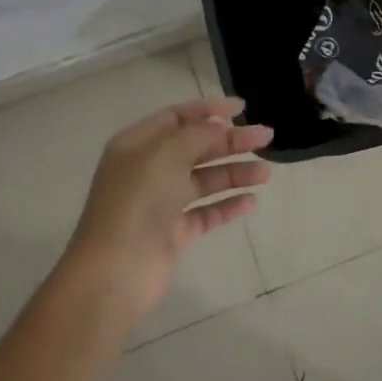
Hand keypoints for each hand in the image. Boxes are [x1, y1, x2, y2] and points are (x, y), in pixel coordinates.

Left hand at [63, 97, 272, 321]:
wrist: (116, 271)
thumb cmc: (138, 201)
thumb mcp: (168, 153)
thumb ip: (199, 134)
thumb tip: (221, 127)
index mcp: (138, 144)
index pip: (177, 117)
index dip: (209, 110)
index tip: (242, 109)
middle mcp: (148, 170)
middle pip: (196, 147)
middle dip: (230, 141)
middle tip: (265, 138)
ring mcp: (160, 203)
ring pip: (204, 180)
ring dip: (234, 173)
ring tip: (265, 173)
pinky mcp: (173, 233)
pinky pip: (206, 212)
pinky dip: (228, 205)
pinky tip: (251, 201)